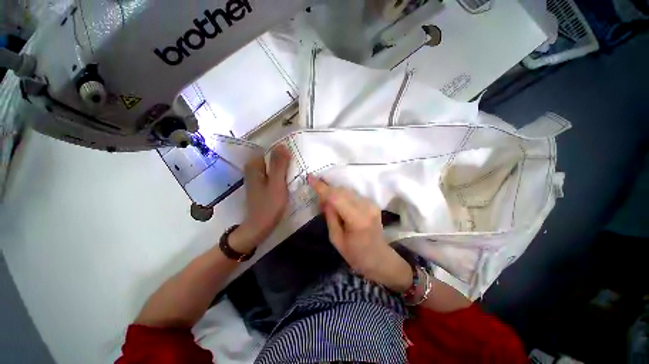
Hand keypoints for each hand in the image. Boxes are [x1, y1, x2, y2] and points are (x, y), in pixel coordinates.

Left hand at [229, 145, 290, 252]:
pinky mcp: (261, 185)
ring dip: (284, 167)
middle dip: (285, 160)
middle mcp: (253, 169)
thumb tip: (283, 144)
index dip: (284, 152)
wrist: (259, 227)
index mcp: (254, 166)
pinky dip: (281, 175)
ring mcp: (257, 177)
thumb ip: (279, 164)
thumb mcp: (277, 184)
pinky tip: (289, 179)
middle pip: (272, 158)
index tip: (296, 157)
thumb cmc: (269, 206)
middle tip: (298, 165)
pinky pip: (273, 174)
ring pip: (273, 166)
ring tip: (296, 170)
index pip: (270, 150)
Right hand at [308, 175, 411, 292]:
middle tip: (319, 201)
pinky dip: (343, 196)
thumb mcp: (336, 239)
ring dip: (335, 194)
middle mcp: (367, 207)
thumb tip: (324, 199)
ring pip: (347, 191)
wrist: (380, 259)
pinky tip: (339, 206)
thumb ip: (330, 217)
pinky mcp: (372, 203)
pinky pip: (353, 195)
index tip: (310, 177)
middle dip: (327, 191)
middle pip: (342, 191)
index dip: (322, 187)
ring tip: (328, 205)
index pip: (336, 198)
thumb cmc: (356, 255)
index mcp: (357, 219)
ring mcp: (371, 204)